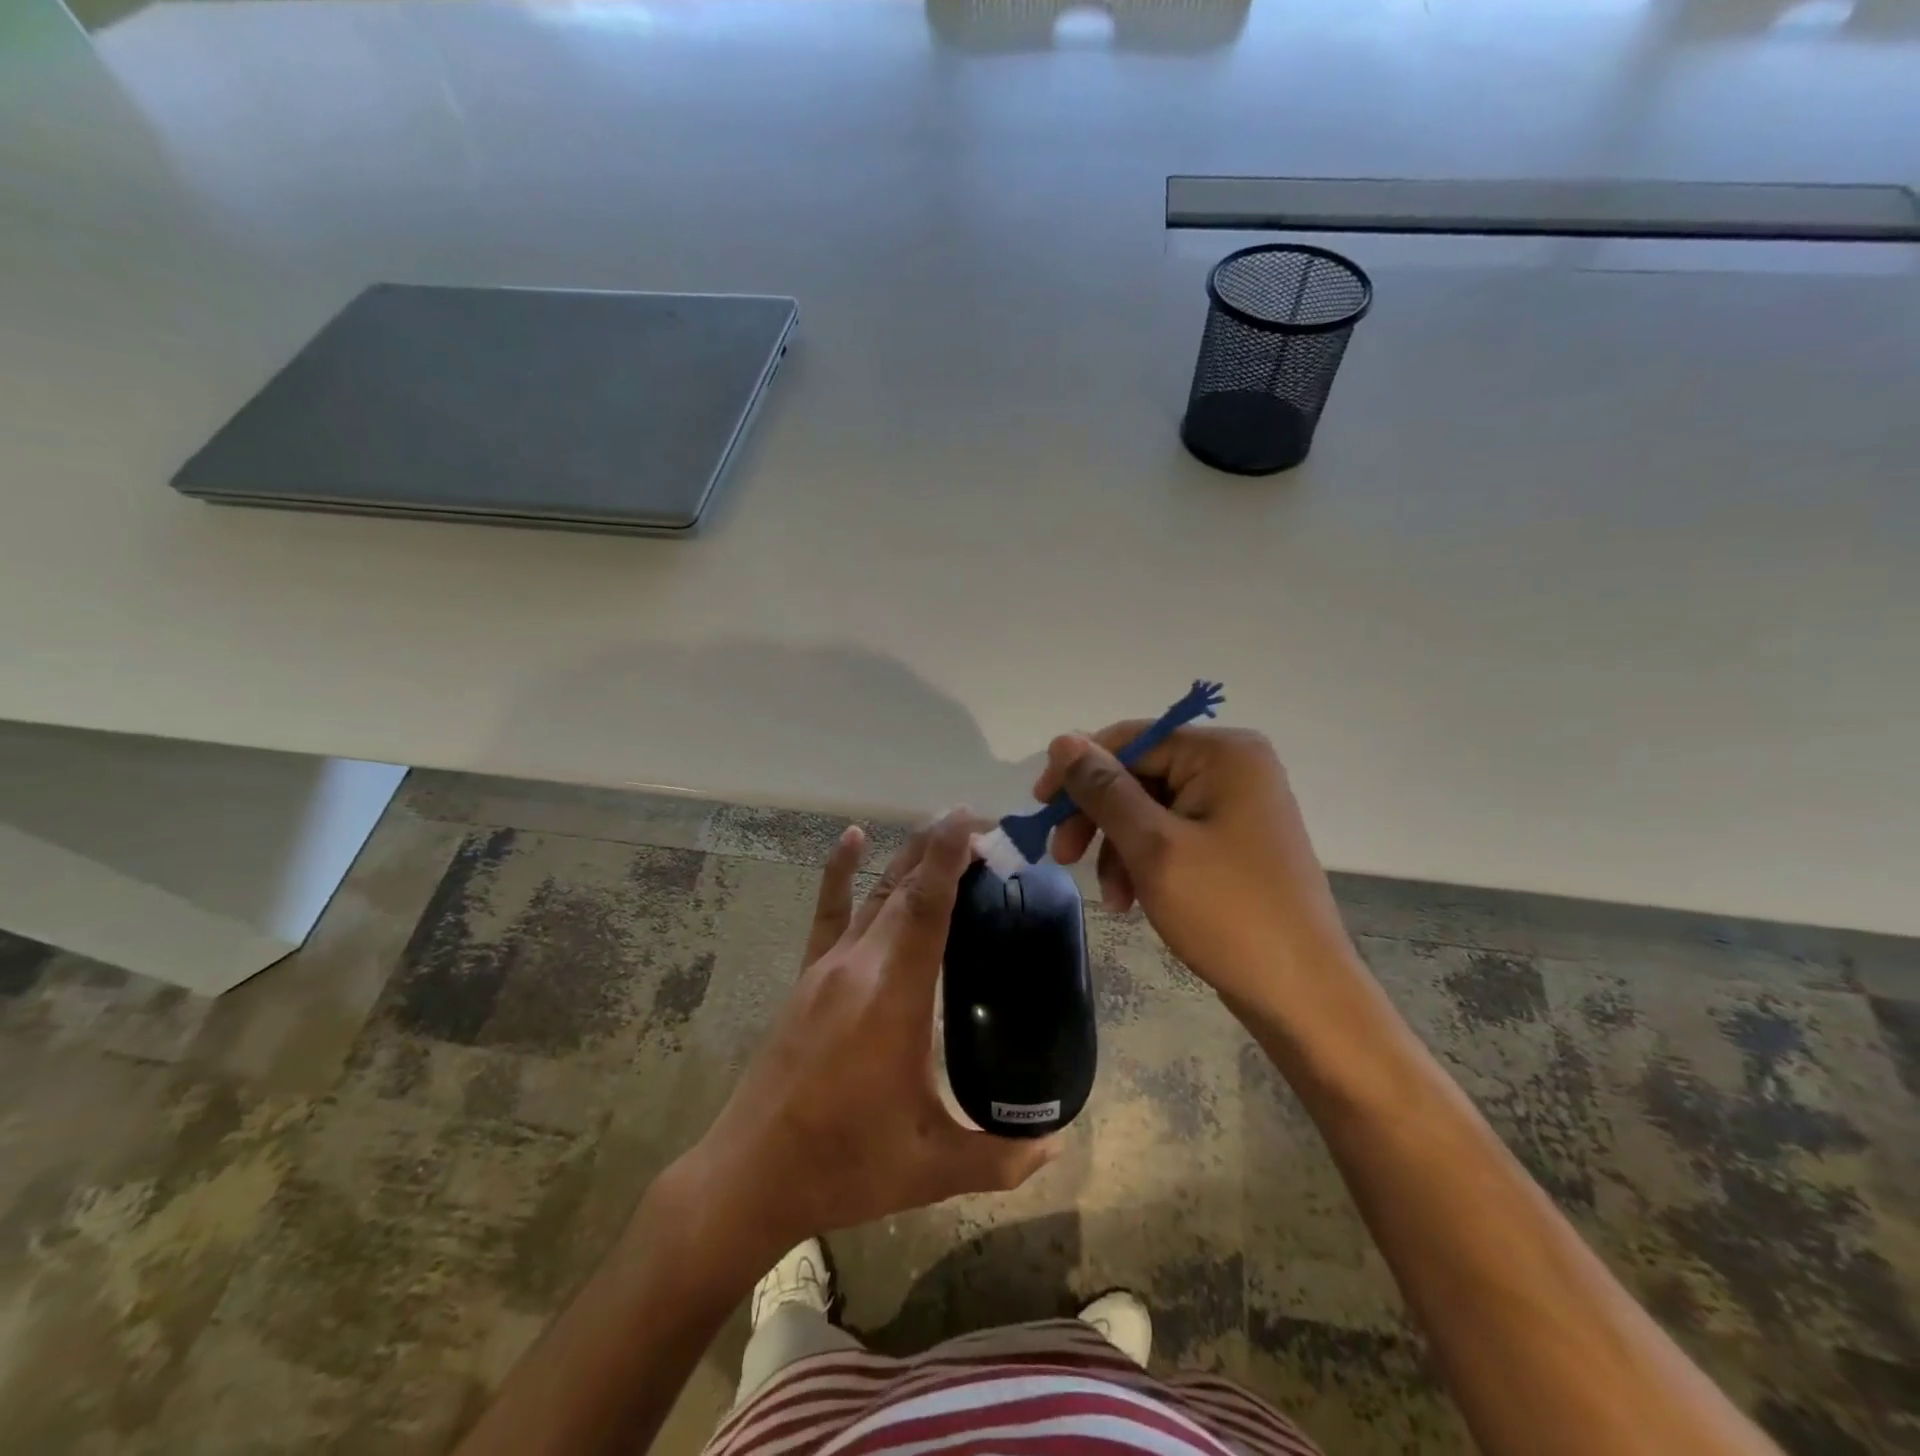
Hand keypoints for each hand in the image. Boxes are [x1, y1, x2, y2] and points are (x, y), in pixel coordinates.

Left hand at [673, 810, 1058, 1267]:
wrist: (750, 1176)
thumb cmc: (845, 1164)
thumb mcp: (933, 1167)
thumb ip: (1002, 1156)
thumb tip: (1056, 1144)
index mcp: (893, 995)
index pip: (926, 905)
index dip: (949, 856)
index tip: (976, 821)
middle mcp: (859, 965)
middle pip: (904, 887)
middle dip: (942, 848)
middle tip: (983, 828)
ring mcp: (827, 967)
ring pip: (874, 893)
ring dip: (908, 857)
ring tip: (942, 830)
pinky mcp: (807, 977)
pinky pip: (828, 911)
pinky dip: (840, 871)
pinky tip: (852, 838)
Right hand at [1033, 726, 1357, 1015]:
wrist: (1302, 995)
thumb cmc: (1228, 912)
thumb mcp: (1152, 846)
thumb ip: (1103, 789)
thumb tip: (1062, 739)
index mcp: (1223, 754)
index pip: (1130, 740)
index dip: (1079, 771)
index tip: (1039, 809)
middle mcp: (1233, 768)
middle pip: (1138, 775)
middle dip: (1097, 817)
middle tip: (1061, 856)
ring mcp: (1236, 806)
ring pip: (1149, 810)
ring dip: (1117, 848)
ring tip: (1110, 898)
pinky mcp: (1233, 842)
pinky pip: (1171, 836)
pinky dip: (1143, 863)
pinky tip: (1131, 901)